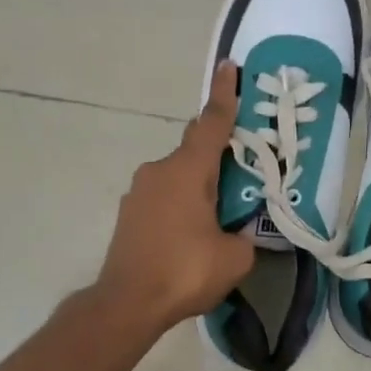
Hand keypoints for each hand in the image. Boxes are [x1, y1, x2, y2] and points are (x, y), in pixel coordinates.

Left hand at [94, 61, 255, 331]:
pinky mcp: (129, 214)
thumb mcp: (234, 257)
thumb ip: (243, 236)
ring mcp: (139, 192)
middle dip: (218, 154)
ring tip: (218, 215)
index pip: (212, 124)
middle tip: (242, 170)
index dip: (224, 95)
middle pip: (195, 150)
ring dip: (199, 185)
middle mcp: (159, 171)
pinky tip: (191, 234)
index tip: (228, 67)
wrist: (127, 303)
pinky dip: (181, 204)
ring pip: (178, 176)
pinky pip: (164, 197)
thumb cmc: (184, 272)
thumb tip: (236, 233)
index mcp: (188, 171)